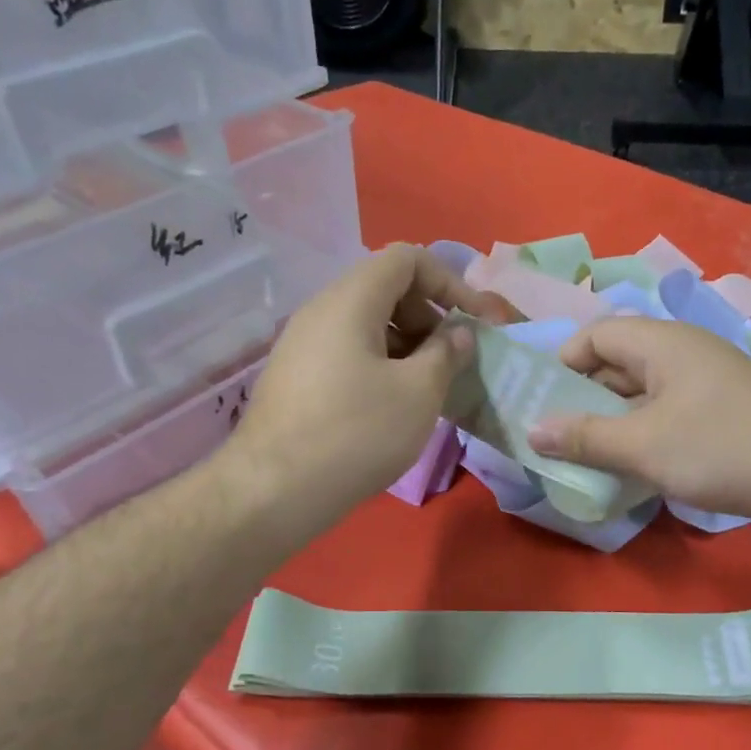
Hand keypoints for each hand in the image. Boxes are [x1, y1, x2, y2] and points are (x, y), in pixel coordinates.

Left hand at [228, 243, 515, 523]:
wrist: (275, 490)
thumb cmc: (357, 433)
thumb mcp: (418, 392)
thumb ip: (447, 353)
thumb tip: (459, 333)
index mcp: (351, 300)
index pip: (407, 259)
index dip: (450, 281)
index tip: (475, 321)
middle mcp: (321, 311)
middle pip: (385, 289)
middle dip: (430, 315)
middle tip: (454, 359)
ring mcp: (303, 345)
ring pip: (367, 325)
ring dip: (408, 345)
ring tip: (431, 387)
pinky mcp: (297, 378)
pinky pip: (348, 353)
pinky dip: (382, 365)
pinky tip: (395, 406)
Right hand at [526, 317, 750, 521]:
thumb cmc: (715, 449)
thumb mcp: (640, 446)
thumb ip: (584, 437)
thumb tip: (533, 431)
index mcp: (662, 343)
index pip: (597, 333)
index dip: (565, 362)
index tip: (546, 401)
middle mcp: (685, 349)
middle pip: (620, 359)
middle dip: (586, 393)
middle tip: (561, 431)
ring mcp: (709, 376)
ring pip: (645, 386)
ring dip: (616, 414)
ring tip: (593, 449)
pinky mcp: (725, 405)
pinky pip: (670, 404)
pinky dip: (645, 425)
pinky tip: (638, 457)